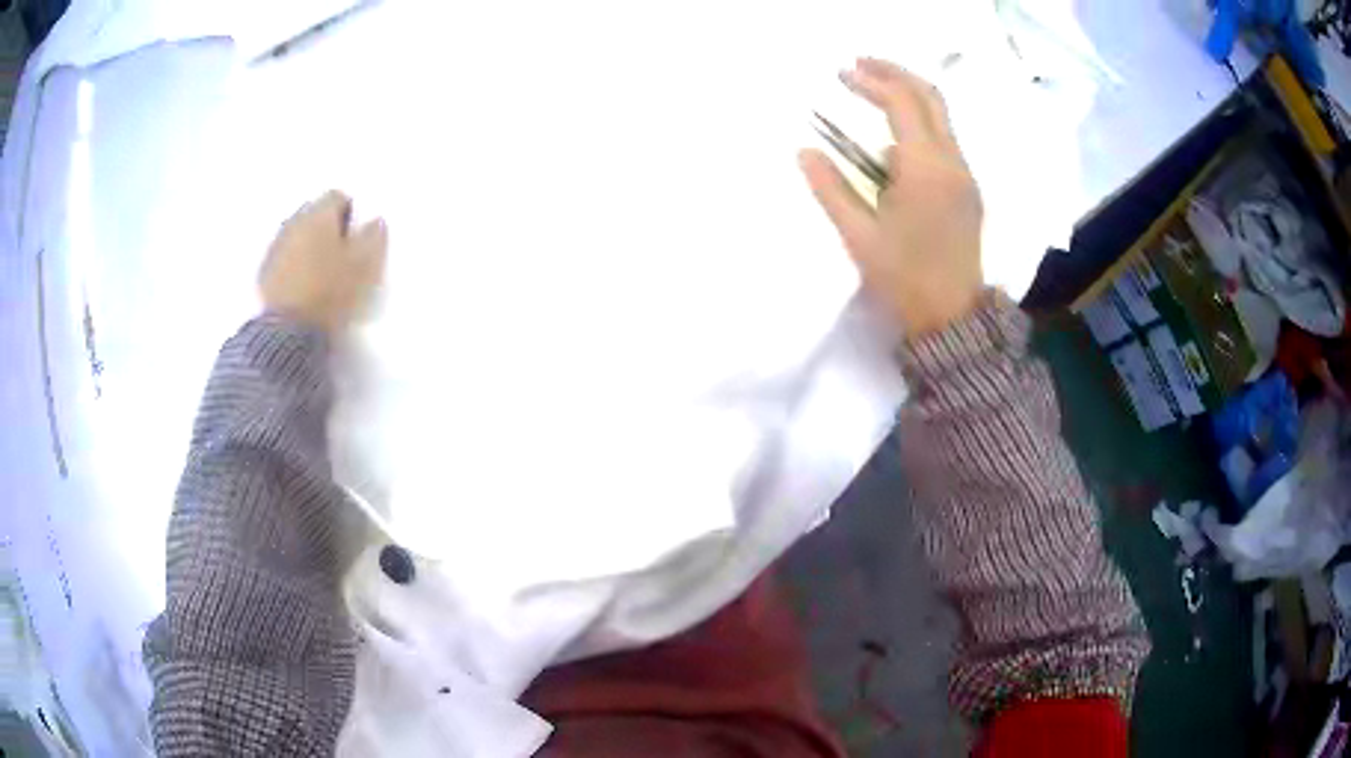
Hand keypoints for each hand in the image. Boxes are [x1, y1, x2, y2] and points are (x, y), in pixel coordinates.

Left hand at [260, 190, 387, 332]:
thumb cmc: (331, 293)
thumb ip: (374, 238)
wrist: (287, 334)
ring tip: (320, 272)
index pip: (337, 196)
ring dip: (308, 246)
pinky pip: (283, 259)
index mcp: (319, 215)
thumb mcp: (365, 267)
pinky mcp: (263, 274)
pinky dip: (293, 265)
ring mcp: (275, 248)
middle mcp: (294, 222)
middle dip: (326, 227)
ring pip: (296, 235)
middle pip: (313, 213)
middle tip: (340, 252)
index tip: (357, 235)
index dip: (350, 212)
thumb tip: (375, 221)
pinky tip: (302, 287)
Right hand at [800, 58, 983, 338]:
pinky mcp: (967, 188)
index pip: (902, 103)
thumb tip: (805, 150)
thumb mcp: (859, 236)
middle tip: (860, 64)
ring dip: (909, 93)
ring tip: (873, 89)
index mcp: (926, 169)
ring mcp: (965, 175)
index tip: (841, 75)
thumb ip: (830, 188)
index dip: (870, 82)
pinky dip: (919, 119)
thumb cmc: (904, 279)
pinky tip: (893, 132)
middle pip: (930, 96)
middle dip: (895, 72)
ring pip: (942, 115)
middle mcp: (953, 162)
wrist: (952, 317)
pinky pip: (945, 138)